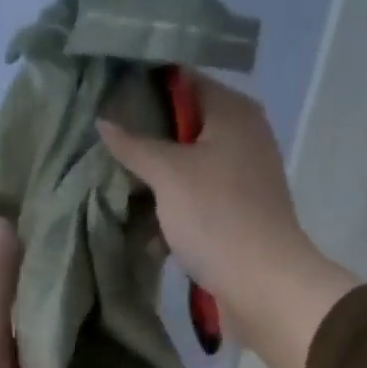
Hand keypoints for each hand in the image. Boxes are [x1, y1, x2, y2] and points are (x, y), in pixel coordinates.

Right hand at [98, 77, 355, 367]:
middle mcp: (244, 138)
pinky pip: (200, 205)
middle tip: (106, 152)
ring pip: (190, 171)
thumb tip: (104, 120)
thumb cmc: (216, 216)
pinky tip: (146, 232)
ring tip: (118, 192)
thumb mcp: (168, 174)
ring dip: (158, 185)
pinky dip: (176, 214)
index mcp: (233, 111)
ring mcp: (244, 181)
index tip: (107, 102)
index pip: (183, 82)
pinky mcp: (240, 218)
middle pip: (186, 129)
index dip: (145, 89)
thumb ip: (134, 145)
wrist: (262, 285)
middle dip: (147, 143)